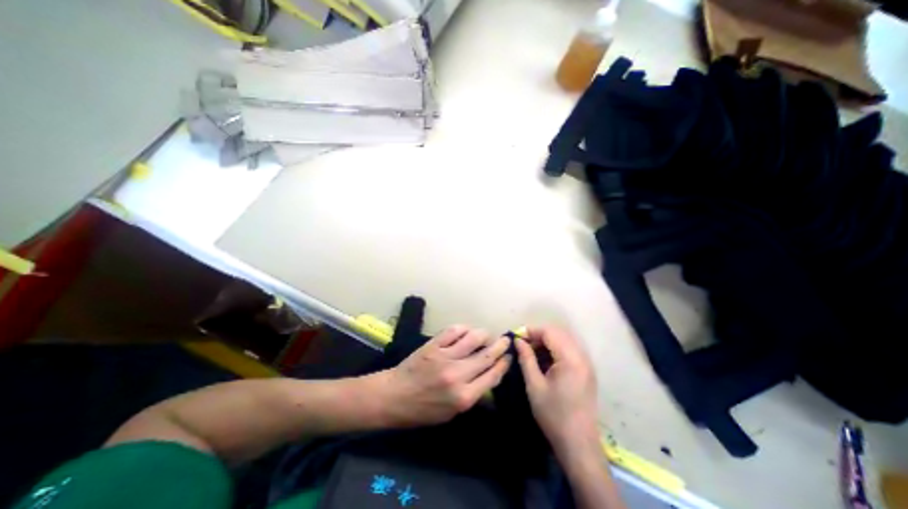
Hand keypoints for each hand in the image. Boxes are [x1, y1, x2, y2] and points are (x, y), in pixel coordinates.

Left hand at [377, 325, 513, 424]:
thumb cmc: (423, 410)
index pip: (492, 376)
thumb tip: (489, 376)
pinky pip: (454, 330)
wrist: (394, 397)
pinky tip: (467, 331)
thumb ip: (473, 395)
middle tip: (505, 340)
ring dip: (484, 334)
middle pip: (487, 355)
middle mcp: (457, 375)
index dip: (504, 364)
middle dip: (500, 346)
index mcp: (464, 397)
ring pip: (473, 338)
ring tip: (486, 335)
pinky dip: (464, 328)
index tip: (509, 357)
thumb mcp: (452, 414)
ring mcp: (445, 357)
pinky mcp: (434, 345)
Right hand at [513, 328, 600, 454]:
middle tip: (524, 344)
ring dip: (547, 341)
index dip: (532, 331)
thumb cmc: (554, 415)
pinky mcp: (587, 371)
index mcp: (570, 359)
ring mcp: (587, 364)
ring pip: (565, 340)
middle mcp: (582, 357)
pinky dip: (556, 349)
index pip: (550, 332)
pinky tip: (545, 360)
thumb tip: (518, 340)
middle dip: (539, 334)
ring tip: (532, 352)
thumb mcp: (534, 385)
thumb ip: (526, 358)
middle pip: (559, 333)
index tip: (517, 337)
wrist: (578, 444)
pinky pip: (570, 350)